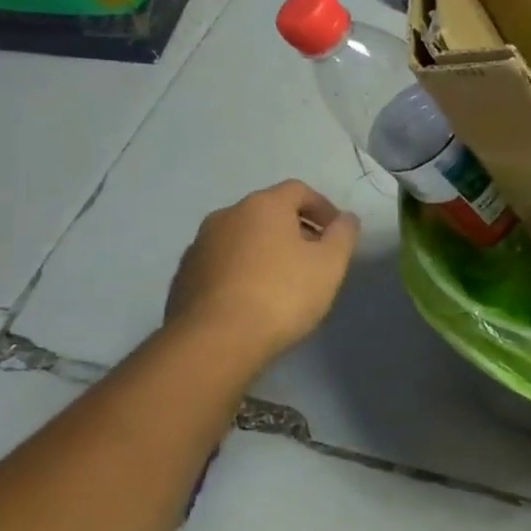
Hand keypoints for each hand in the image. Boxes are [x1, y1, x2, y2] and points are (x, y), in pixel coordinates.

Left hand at [165, 180, 359, 364]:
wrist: (215, 340)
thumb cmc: (282, 294)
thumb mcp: (330, 264)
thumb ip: (343, 235)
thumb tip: (346, 218)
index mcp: (263, 205)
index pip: (298, 190)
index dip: (323, 207)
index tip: (336, 233)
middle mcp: (227, 215)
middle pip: (268, 212)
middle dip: (294, 229)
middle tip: (313, 258)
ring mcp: (200, 245)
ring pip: (242, 237)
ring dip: (265, 250)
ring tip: (282, 282)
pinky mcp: (184, 276)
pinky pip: (222, 262)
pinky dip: (241, 270)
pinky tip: (252, 299)